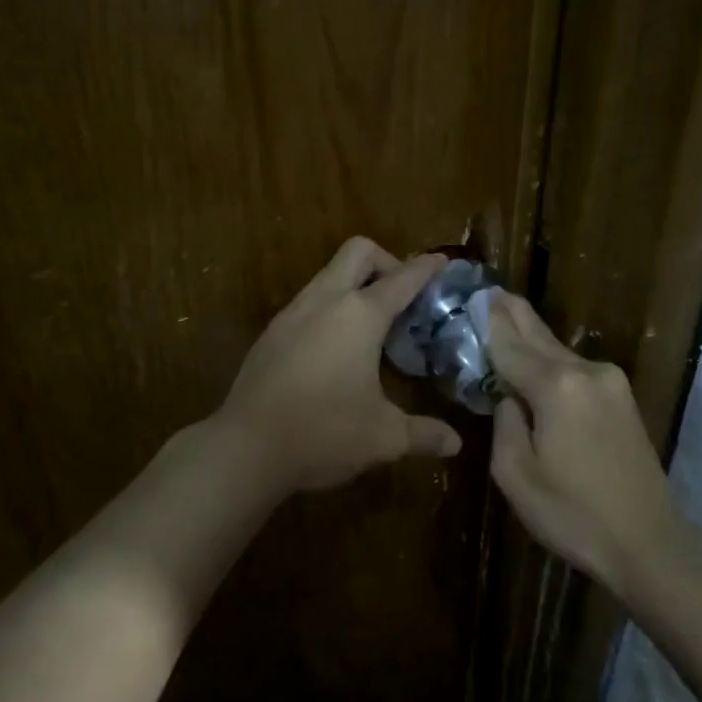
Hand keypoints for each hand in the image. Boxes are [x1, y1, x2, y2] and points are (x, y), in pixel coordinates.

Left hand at [215, 237, 463, 492]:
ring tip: (372, 327)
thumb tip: (455, 444)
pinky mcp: (272, 332)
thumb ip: (424, 434)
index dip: (427, 268)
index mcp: (360, 315)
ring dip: (355, 284)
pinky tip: (336, 349)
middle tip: (402, 298)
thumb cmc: (323, 433)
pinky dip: (331, 307)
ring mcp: (293, 313)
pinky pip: (309, 300)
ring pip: (329, 274)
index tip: (443, 262)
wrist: (245, 449)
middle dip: (386, 262)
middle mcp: (325, 301)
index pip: (402, 278)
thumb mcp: (384, 437)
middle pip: (358, 252)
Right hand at [486, 291, 679, 593]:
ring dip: (532, 335)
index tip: (473, 297)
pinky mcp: (623, 398)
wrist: (649, 543)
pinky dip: (552, 358)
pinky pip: (576, 368)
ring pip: (560, 350)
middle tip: (490, 290)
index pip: (510, 347)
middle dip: (513, 313)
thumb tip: (509, 397)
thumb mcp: (516, 475)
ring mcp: (610, 382)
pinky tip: (537, 354)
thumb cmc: (573, 515)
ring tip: (507, 312)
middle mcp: (586, 372)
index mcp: (556, 388)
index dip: (489, 324)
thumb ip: (505, 423)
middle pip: (539, 336)